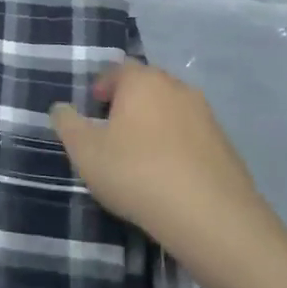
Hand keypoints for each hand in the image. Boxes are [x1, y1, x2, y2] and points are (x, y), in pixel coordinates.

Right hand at [51, 62, 269, 262]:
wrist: (211, 217)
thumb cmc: (137, 173)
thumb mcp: (85, 152)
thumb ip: (67, 124)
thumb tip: (60, 108)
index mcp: (143, 81)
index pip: (118, 69)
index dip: (101, 87)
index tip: (92, 111)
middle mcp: (177, 87)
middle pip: (147, 87)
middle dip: (128, 104)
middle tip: (111, 133)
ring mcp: (207, 116)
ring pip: (171, 111)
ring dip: (154, 126)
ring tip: (140, 158)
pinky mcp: (226, 145)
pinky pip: (192, 137)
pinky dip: (177, 147)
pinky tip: (169, 176)